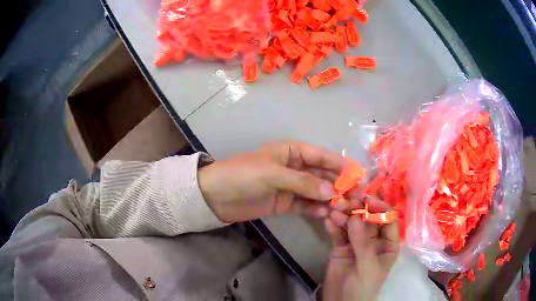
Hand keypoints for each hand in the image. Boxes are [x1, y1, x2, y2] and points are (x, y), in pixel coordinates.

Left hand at [198, 141, 351, 222]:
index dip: (340, 165)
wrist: (215, 196)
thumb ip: (302, 182)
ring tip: (344, 209)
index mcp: (292, 152)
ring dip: (330, 199)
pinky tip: (327, 214)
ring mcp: (291, 187)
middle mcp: (295, 167)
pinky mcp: (286, 203)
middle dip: (339, 185)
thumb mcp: (272, 174)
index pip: (321, 156)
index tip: (358, 176)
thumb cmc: (242, 175)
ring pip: (317, 192)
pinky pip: (306, 205)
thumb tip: (332, 192)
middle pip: (322, 175)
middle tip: (355, 197)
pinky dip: (317, 209)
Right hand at [322, 199, 399, 300]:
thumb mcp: (368, 267)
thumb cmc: (363, 287)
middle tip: (346, 200)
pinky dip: (333, 226)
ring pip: (352, 224)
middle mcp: (374, 240)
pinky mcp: (340, 247)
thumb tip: (355, 216)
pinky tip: (327, 220)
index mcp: (388, 243)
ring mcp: (356, 243)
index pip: (388, 220)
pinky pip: (338, 233)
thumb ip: (363, 243)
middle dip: (359, 208)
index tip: (367, 199)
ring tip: (334, 209)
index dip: (380, 207)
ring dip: (343, 215)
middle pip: (368, 219)